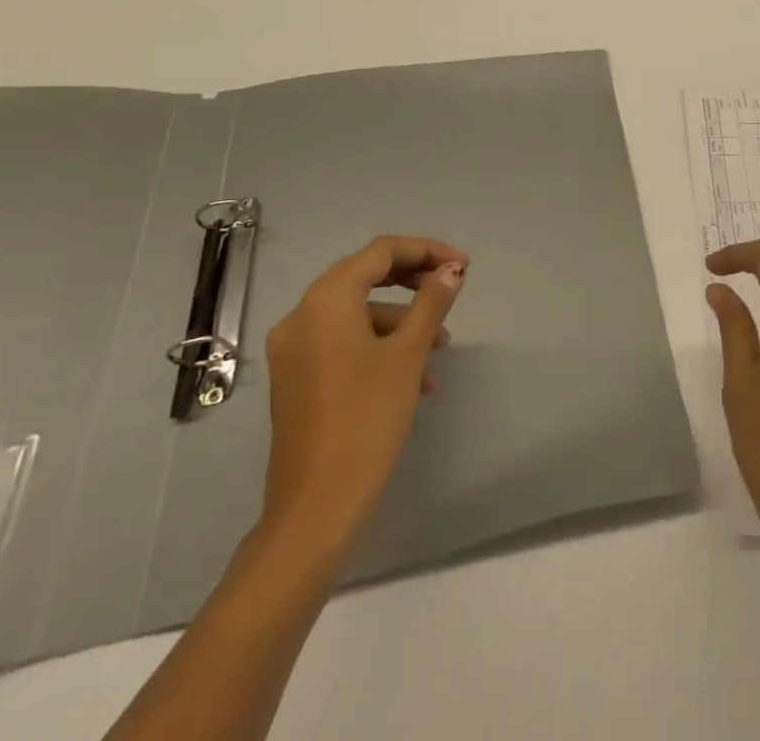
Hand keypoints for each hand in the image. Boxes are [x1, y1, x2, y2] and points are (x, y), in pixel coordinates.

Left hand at [261, 235, 468, 551]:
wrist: (315, 507)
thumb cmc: (367, 418)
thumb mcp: (408, 353)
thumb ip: (432, 301)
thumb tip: (452, 269)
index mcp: (326, 300)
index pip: (381, 252)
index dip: (426, 251)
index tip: (463, 267)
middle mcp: (302, 315)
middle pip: (366, 276)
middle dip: (414, 281)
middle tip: (452, 290)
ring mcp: (295, 349)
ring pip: (359, 313)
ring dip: (403, 320)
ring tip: (440, 350)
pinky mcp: (298, 377)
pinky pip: (345, 342)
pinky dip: (381, 346)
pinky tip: (416, 378)